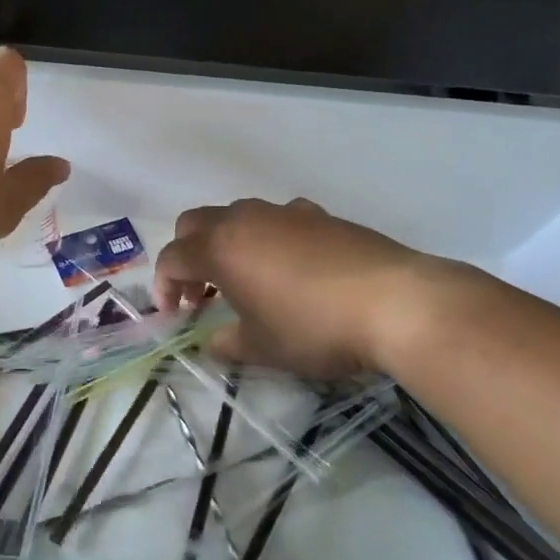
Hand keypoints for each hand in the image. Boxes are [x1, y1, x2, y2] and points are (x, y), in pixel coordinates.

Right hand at [154, 198, 436, 377]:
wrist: (395, 301)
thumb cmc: (314, 327)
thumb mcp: (264, 347)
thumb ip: (227, 343)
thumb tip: (213, 342)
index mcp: (220, 248)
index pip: (172, 257)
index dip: (164, 285)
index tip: (174, 315)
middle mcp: (245, 219)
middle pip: (195, 222)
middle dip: (187, 254)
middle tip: (200, 292)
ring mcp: (284, 212)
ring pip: (237, 216)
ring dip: (226, 243)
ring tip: (246, 280)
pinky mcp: (319, 214)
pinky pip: (277, 220)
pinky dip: (267, 239)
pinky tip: (291, 269)